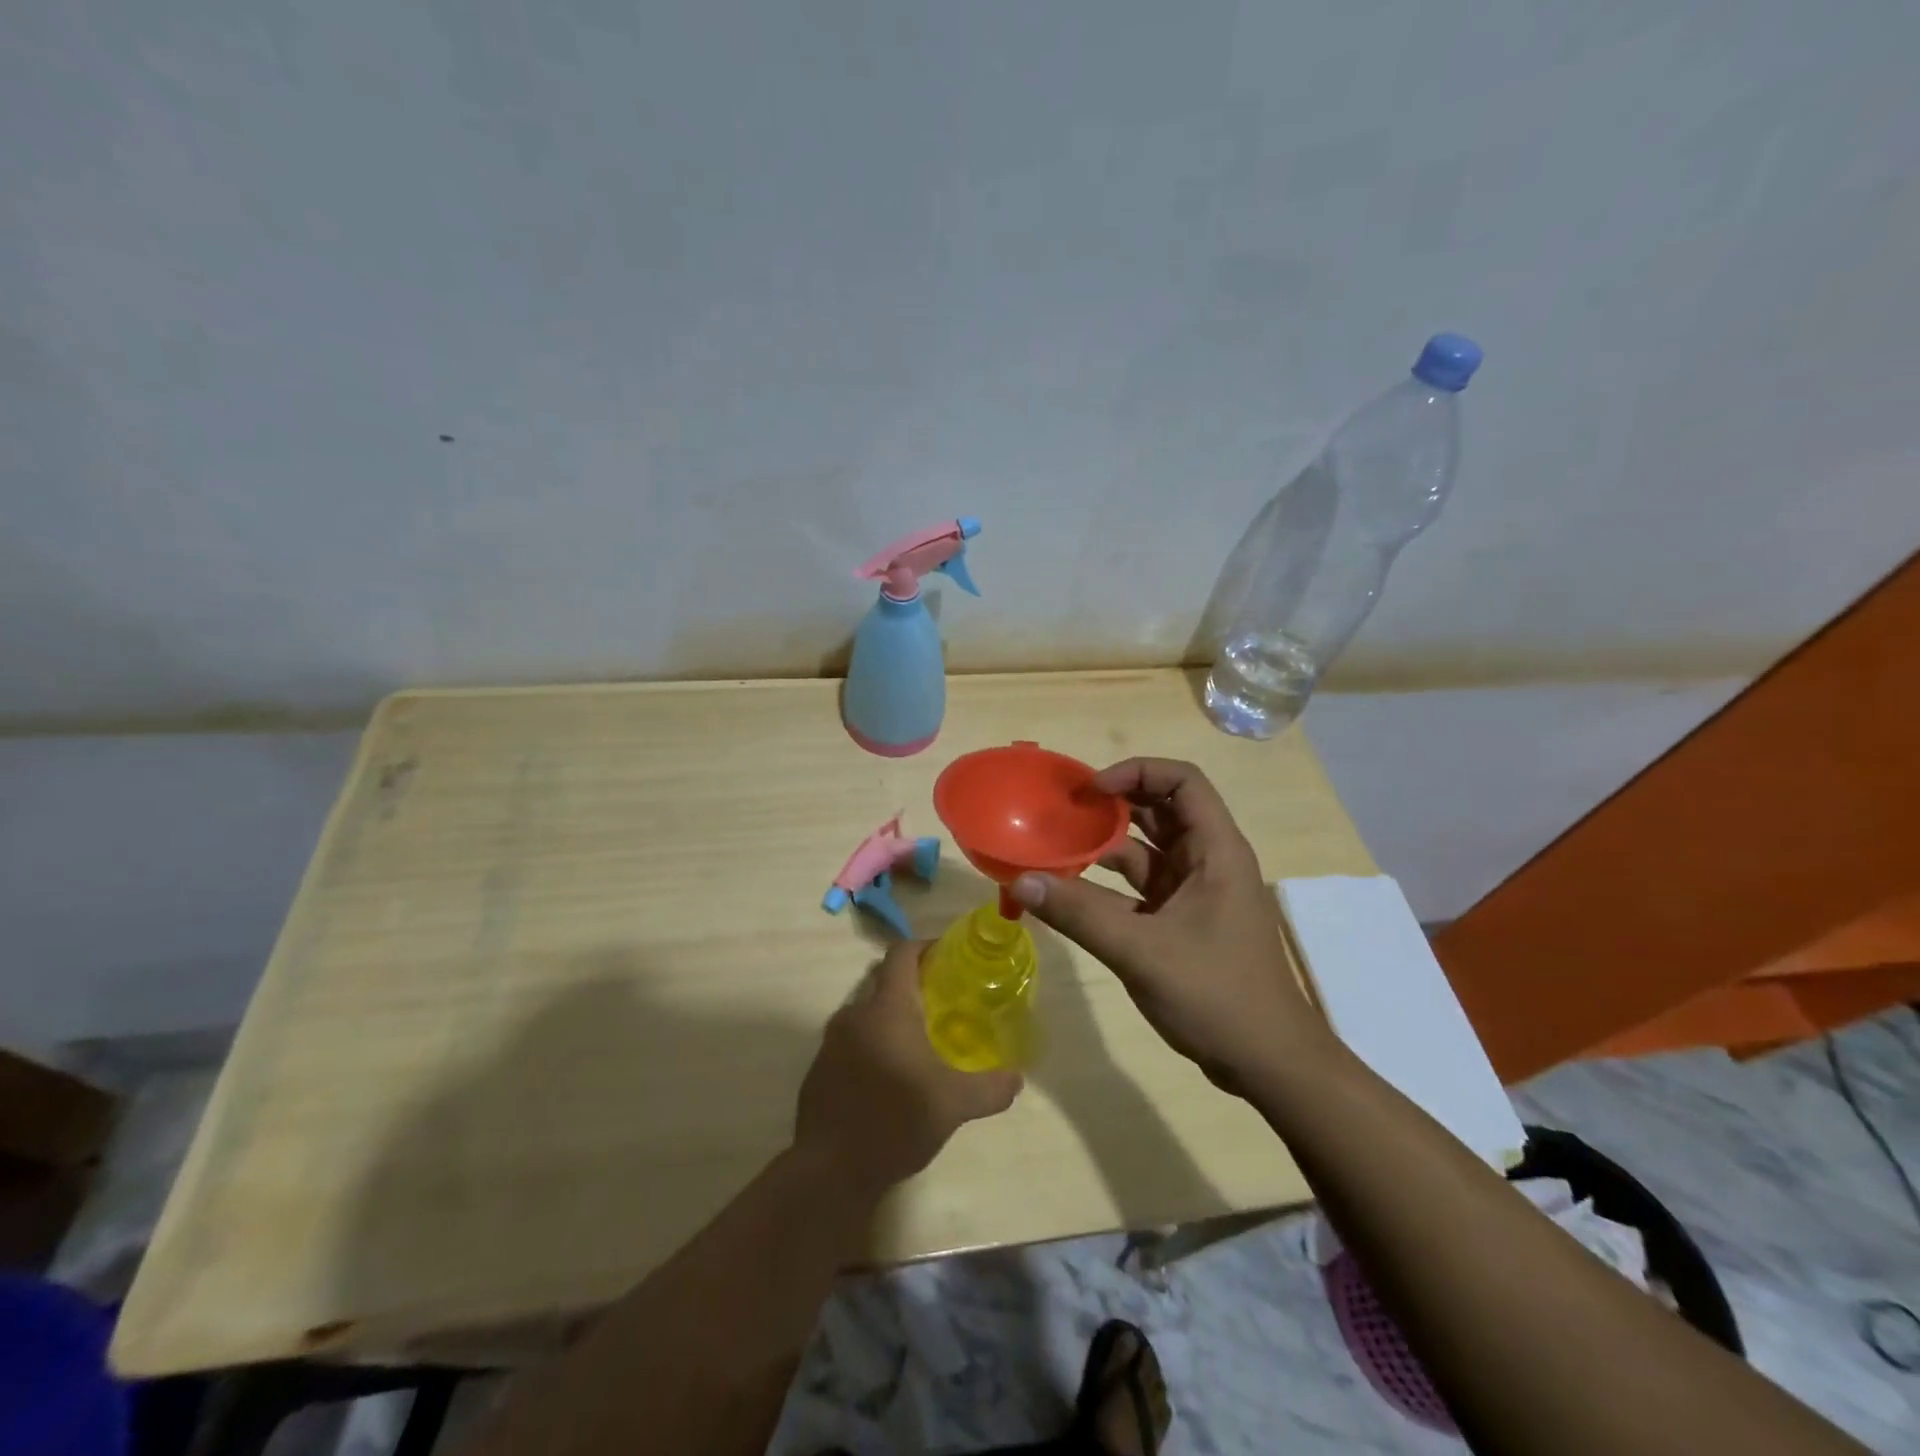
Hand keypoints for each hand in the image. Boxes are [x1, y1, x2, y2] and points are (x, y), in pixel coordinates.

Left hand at [794, 941, 1021, 1193]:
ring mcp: (831, 1042)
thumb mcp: (954, 1105)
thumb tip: (1017, 1079)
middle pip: (883, 980)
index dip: (925, 948)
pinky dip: (871, 1045)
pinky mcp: (818, 1070)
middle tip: (942, 1003)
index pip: (901, 953)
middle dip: (912, 984)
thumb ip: (991, 1087)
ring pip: (866, 1013)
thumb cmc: (894, 1121)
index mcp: (886, 1008)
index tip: (949, 958)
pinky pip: (850, 1042)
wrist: (829, 1171)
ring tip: (919, 1042)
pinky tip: (889, 1077)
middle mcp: (854, 1014)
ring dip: (890, 1018)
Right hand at [1010, 757, 1329, 1092]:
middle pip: (1160, 810)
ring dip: (1105, 846)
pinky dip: (1106, 885)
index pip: (1182, 781)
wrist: (1268, 1064)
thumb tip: (1021, 880)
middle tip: (1064, 810)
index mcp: (1216, 851)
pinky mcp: (1180, 921)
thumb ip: (1079, 914)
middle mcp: (1207, 861)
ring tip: (1057, 845)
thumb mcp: (1141, 950)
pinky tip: (1069, 892)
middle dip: (1113, 805)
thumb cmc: (1217, 995)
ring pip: (1146, 851)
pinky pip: (1139, 888)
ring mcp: (1194, 893)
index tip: (1092, 791)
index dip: (1137, 772)